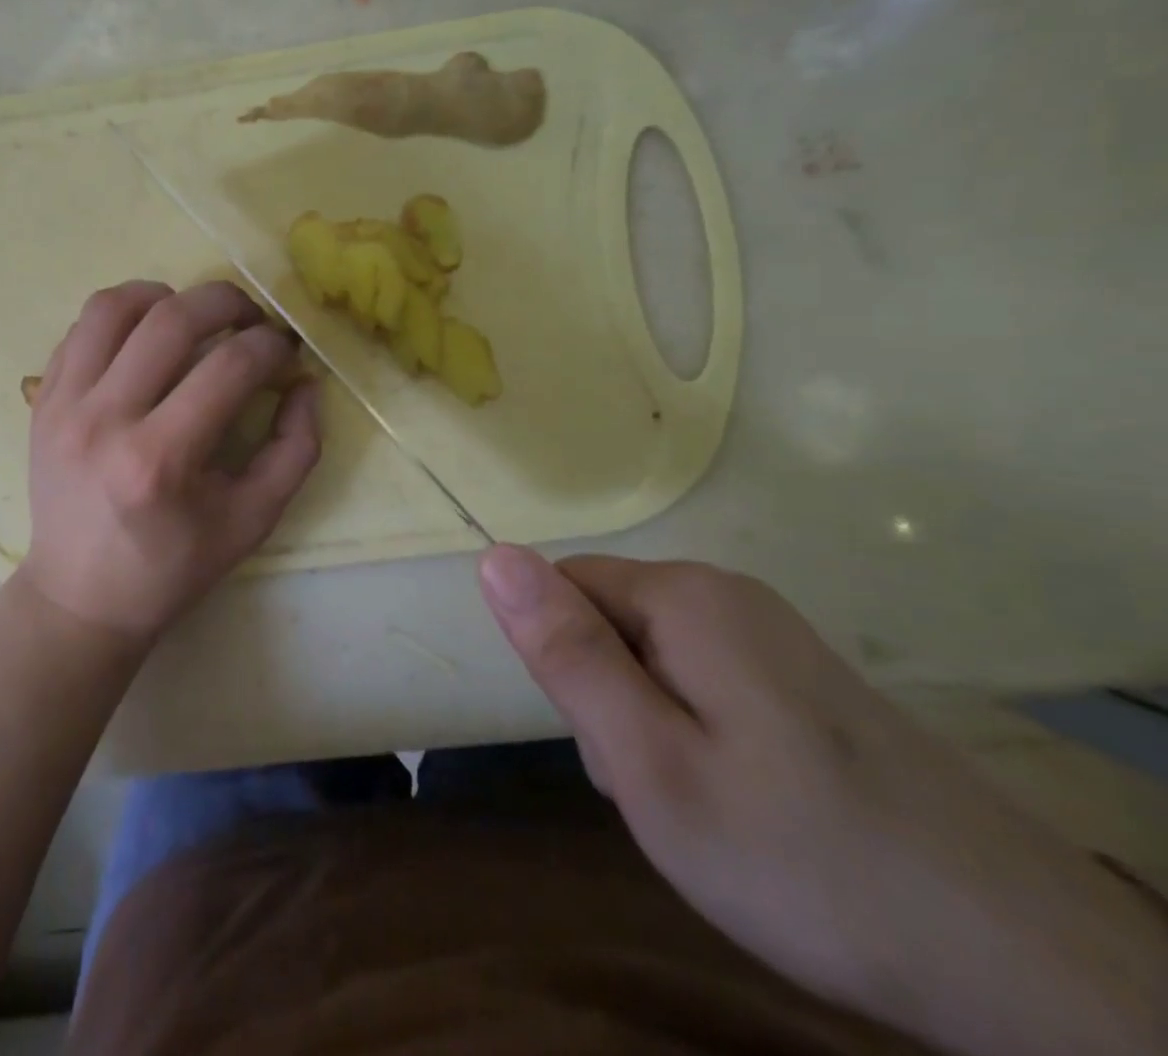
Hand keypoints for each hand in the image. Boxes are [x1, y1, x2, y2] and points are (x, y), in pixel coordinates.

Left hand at [18, 281, 320, 644]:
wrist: (80, 596)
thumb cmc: (172, 567)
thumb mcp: (252, 521)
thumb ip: (295, 449)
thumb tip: (304, 381)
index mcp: (160, 460)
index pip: (229, 367)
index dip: (270, 346)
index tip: (284, 351)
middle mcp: (104, 420)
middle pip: (172, 319)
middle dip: (227, 301)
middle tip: (250, 318)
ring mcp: (63, 405)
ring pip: (113, 306)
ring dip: (165, 296)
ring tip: (192, 317)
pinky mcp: (42, 400)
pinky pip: (81, 328)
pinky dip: (121, 316)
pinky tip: (145, 339)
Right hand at [479, 546, 1167, 1055]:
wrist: (1027, 966)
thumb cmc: (800, 856)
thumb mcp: (649, 762)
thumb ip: (565, 653)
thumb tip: (493, 556)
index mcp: (684, 596)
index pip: (562, 588)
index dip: (566, 667)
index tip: (610, 744)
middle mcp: (728, 593)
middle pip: (609, 620)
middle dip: (609, 699)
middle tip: (662, 789)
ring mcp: (775, 635)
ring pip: (653, 656)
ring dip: (650, 723)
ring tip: (706, 806)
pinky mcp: (806, 680)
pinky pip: (705, 682)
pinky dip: (700, 736)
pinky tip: (747, 804)